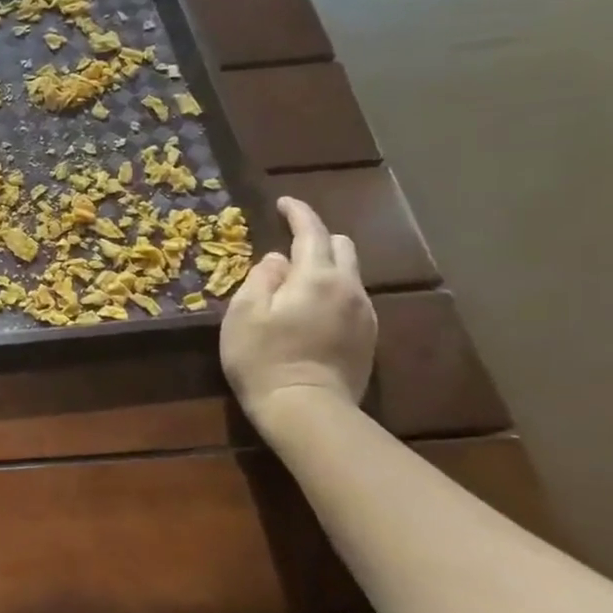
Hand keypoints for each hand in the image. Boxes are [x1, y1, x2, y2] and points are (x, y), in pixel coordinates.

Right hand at [220, 196, 375, 427]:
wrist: (306, 410)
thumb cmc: (263, 358)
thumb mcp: (244, 313)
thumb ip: (261, 279)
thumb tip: (276, 260)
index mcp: (316, 277)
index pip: (312, 231)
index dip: (298, 213)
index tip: (283, 203)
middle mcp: (349, 288)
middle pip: (342, 246)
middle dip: (317, 238)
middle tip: (288, 246)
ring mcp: (364, 314)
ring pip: (350, 274)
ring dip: (325, 267)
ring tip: (296, 282)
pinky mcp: (368, 338)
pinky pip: (352, 299)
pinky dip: (332, 292)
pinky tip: (311, 310)